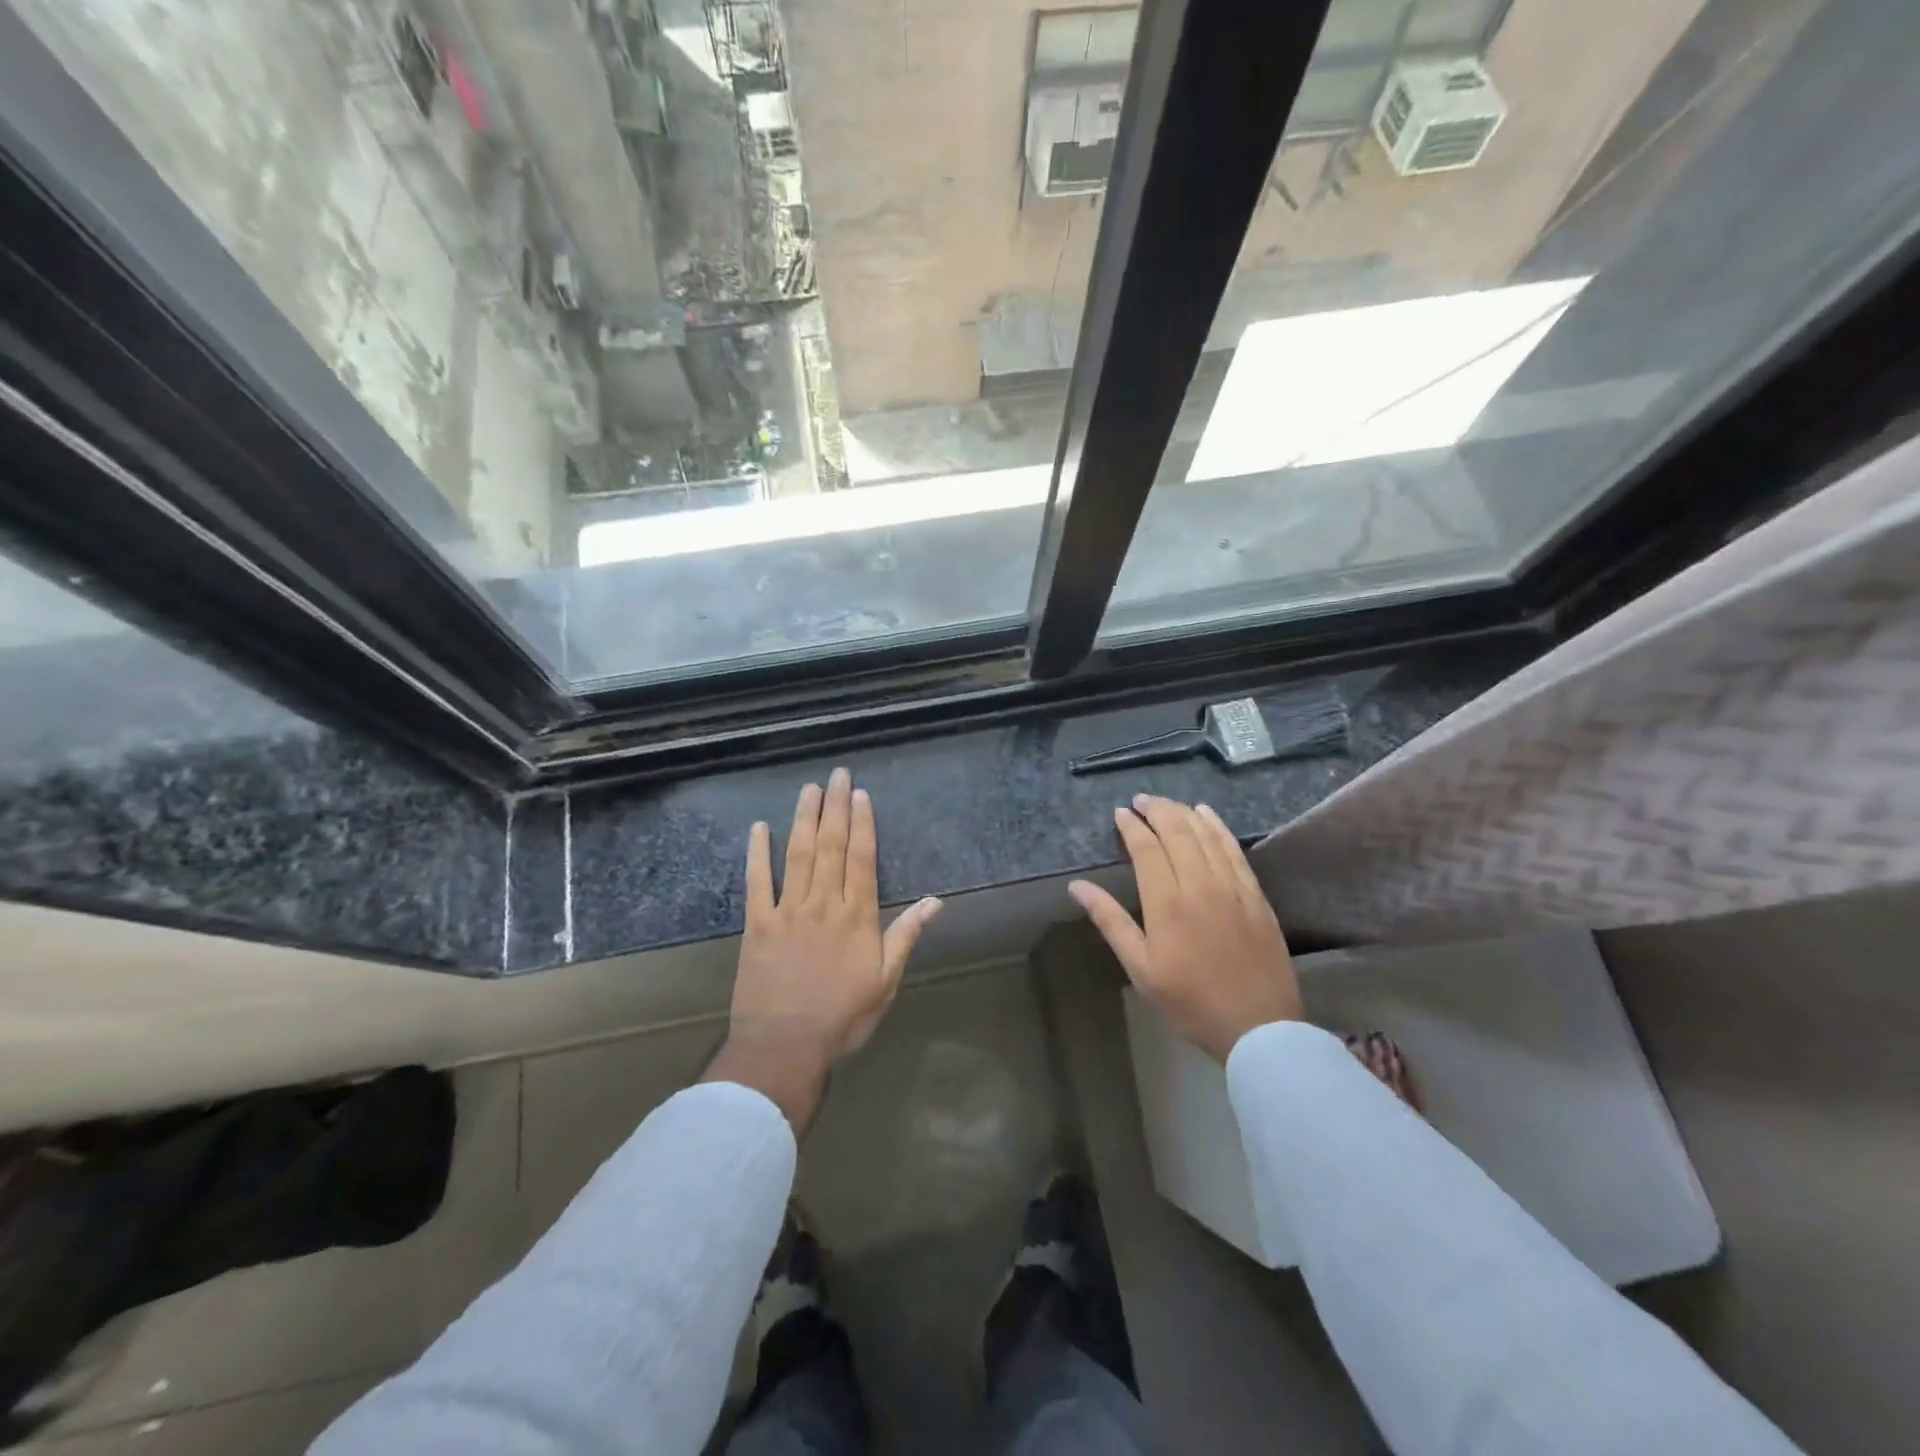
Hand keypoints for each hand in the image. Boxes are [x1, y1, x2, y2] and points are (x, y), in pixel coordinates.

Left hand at [703, 768, 942, 1131]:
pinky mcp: (757, 924)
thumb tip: (936, 901)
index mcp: (857, 916)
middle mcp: (824, 903)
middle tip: (837, 774)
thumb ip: (906, 935)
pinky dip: (758, 853)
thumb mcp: (886, 980)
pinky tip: (760, 828)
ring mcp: (788, 910)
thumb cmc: (843, 1016)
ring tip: (808, 788)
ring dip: (803, 818)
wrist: (786, 1045)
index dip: (862, 823)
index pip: (861, 858)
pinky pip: (757, 881)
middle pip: (831, 846)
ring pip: (798, 854)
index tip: (861, 795)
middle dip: (835, 807)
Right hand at [1069, 795, 1301, 1062]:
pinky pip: (1234, 849)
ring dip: (1184, 813)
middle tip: (1141, 800)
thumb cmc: (1189, 1001)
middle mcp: (1201, 886)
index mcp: (1167, 904)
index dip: (1132, 827)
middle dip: (1157, 810)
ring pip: (1206, 835)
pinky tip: (1207, 815)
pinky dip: (1218, 827)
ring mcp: (1233, 888)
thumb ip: (1110, 921)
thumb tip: (1077, 886)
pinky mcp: (1255, 895)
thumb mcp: (1140, 968)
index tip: (1120, 813)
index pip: (1147, 849)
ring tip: (1167, 803)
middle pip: (1178, 833)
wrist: (1258, 1027)